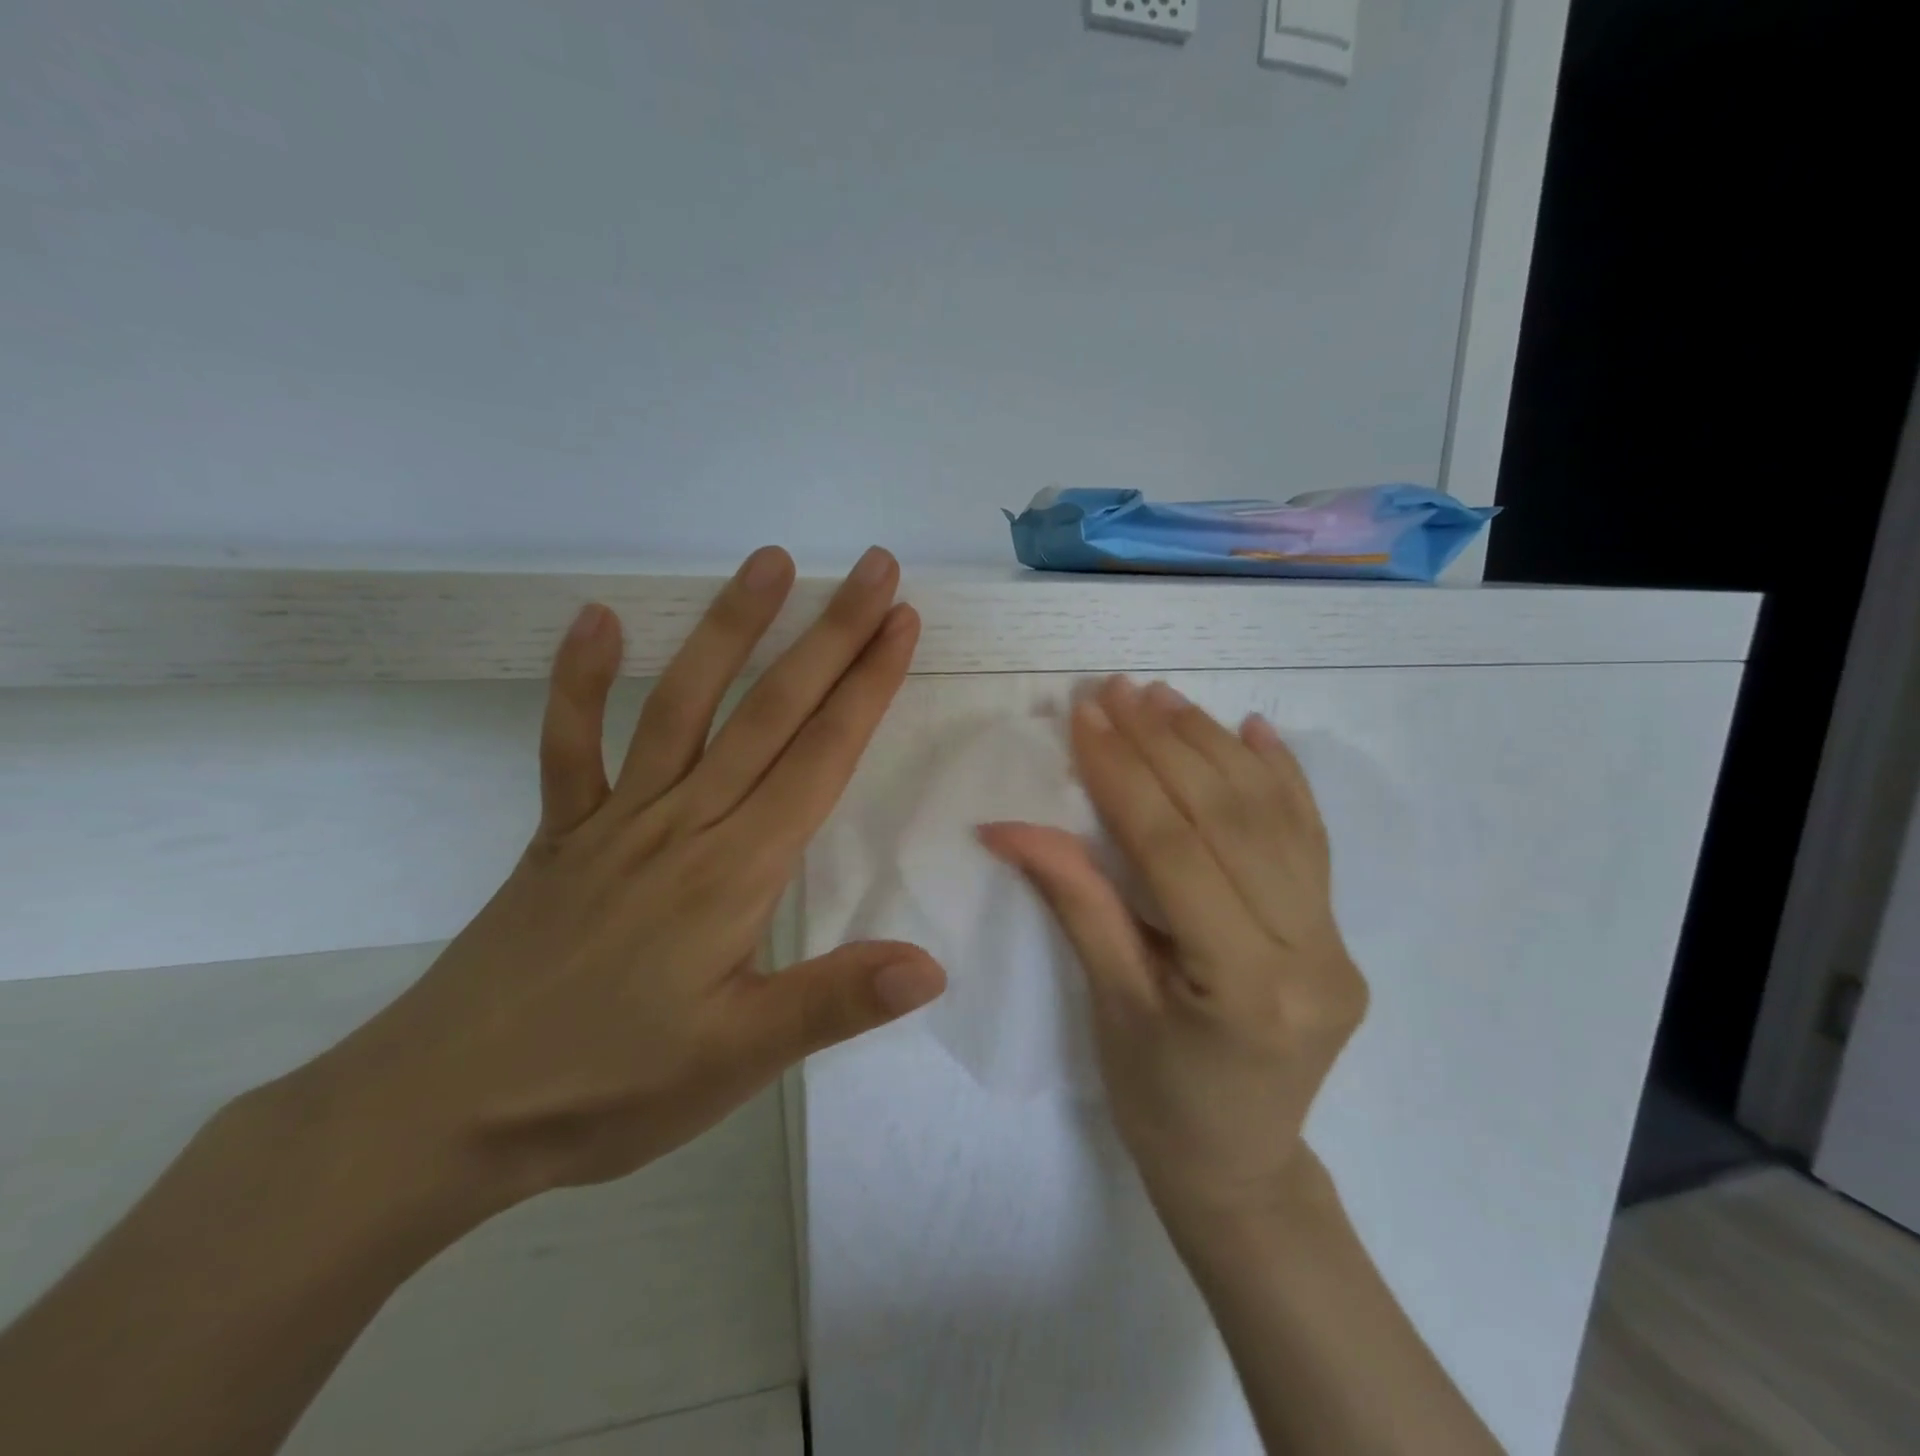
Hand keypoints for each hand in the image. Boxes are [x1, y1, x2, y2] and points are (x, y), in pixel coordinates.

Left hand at [287, 546, 947, 1208]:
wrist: (442, 1111)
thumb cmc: (608, 1087)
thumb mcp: (738, 1059)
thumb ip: (835, 1002)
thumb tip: (931, 967)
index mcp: (736, 870)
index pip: (820, 757)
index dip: (867, 686)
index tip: (900, 621)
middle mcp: (683, 822)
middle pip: (769, 711)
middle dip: (829, 634)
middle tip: (869, 568)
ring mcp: (616, 819)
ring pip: (681, 704)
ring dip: (728, 628)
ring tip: (766, 563)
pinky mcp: (562, 833)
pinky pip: (569, 745)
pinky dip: (578, 681)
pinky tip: (596, 620)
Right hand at [979, 676, 1366, 1227]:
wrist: (1240, 1167)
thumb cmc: (1157, 1101)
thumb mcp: (1108, 1003)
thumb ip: (1075, 900)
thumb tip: (1008, 825)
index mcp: (1244, 986)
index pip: (1175, 850)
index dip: (1123, 776)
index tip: (1085, 718)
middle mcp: (1308, 954)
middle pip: (1229, 820)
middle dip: (1166, 745)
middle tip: (1118, 690)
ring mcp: (1334, 941)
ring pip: (1273, 819)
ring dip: (1214, 747)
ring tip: (1164, 697)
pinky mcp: (1337, 934)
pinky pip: (1311, 841)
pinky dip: (1282, 778)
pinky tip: (1255, 730)